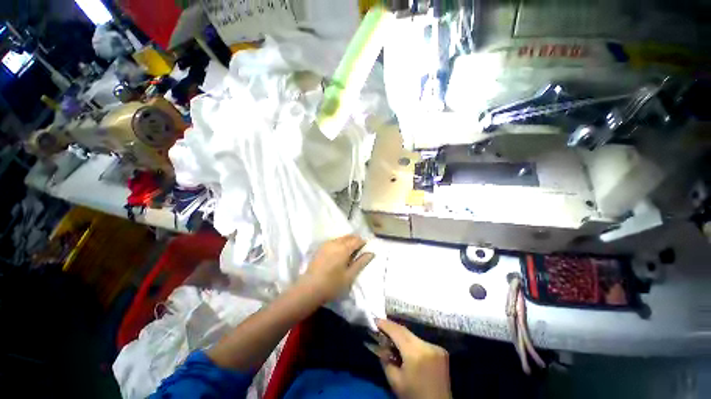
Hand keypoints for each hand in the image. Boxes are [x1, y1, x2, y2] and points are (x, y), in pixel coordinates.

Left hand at [302, 234, 374, 302]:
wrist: (309, 288)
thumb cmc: (332, 284)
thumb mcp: (350, 275)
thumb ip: (361, 262)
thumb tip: (371, 253)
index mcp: (344, 248)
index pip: (357, 240)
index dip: (363, 242)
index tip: (366, 248)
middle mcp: (335, 242)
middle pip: (349, 236)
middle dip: (355, 240)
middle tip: (359, 249)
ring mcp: (326, 244)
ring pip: (341, 238)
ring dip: (347, 241)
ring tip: (350, 251)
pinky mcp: (321, 248)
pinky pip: (334, 241)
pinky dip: (340, 243)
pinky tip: (339, 252)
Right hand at [377, 319, 451, 398]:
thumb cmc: (413, 396)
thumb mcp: (394, 381)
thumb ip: (385, 359)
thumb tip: (381, 343)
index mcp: (416, 353)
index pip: (397, 332)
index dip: (385, 324)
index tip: (375, 320)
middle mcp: (427, 346)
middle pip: (405, 331)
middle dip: (392, 328)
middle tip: (380, 326)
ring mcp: (436, 347)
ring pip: (413, 335)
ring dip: (401, 335)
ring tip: (390, 338)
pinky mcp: (441, 350)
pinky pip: (421, 341)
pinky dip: (411, 342)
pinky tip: (405, 347)